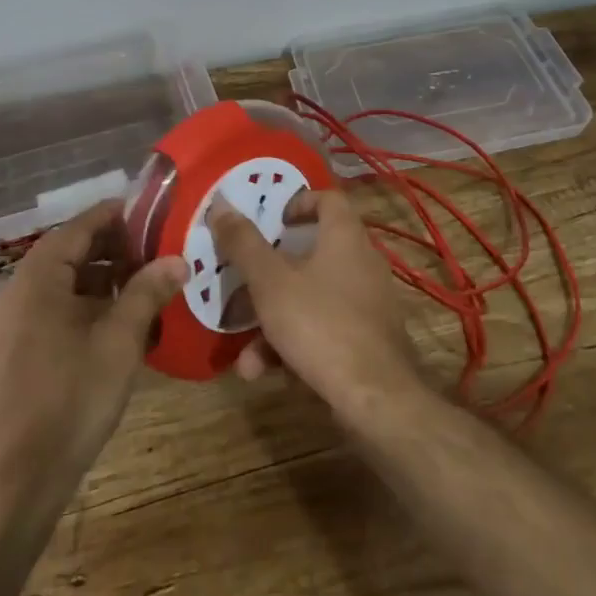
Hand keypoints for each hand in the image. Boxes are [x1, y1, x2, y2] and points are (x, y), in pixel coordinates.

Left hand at [0, 201, 186, 507]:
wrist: (14, 481)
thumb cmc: (69, 398)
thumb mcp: (120, 340)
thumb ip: (148, 292)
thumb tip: (178, 259)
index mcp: (37, 278)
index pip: (80, 225)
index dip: (117, 214)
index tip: (154, 209)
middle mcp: (17, 292)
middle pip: (70, 252)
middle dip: (115, 248)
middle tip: (159, 248)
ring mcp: (12, 324)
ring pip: (63, 284)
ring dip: (103, 279)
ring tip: (147, 283)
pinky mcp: (15, 352)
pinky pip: (54, 310)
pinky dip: (87, 306)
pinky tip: (121, 323)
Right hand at [207, 189, 422, 417]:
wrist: (374, 396)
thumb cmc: (319, 323)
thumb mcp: (270, 281)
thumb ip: (243, 243)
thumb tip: (221, 203)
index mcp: (345, 236)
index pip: (328, 198)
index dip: (298, 202)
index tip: (270, 220)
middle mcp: (362, 261)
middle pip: (311, 254)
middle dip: (268, 276)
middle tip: (241, 285)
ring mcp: (367, 302)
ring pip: (311, 298)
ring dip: (273, 321)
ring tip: (244, 352)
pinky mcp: (367, 338)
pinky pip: (324, 328)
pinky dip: (294, 343)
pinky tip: (264, 371)